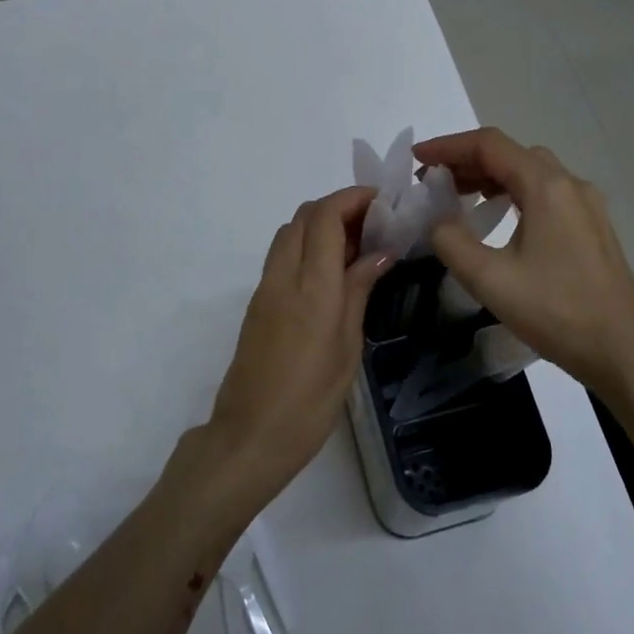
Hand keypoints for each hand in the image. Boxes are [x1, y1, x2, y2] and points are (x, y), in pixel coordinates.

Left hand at [206, 186, 395, 501]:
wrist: (250, 435)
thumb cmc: (310, 400)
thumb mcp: (347, 347)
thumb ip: (358, 291)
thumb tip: (380, 252)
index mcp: (311, 287)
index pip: (325, 217)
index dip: (352, 198)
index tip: (382, 201)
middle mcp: (283, 276)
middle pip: (304, 216)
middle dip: (339, 206)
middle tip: (375, 224)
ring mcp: (265, 288)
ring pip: (290, 232)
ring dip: (321, 225)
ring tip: (358, 246)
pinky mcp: (257, 303)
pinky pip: (283, 256)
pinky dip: (308, 246)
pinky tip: (333, 271)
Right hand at [415, 128, 633, 411]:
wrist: (620, 350)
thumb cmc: (554, 311)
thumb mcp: (489, 279)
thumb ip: (451, 241)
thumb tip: (439, 221)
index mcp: (546, 187)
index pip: (490, 145)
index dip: (448, 146)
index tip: (417, 159)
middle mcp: (570, 184)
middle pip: (511, 154)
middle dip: (467, 160)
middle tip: (433, 181)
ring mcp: (586, 205)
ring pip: (531, 172)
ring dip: (491, 176)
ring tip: (458, 195)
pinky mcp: (592, 226)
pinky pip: (546, 192)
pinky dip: (514, 192)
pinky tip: (499, 216)